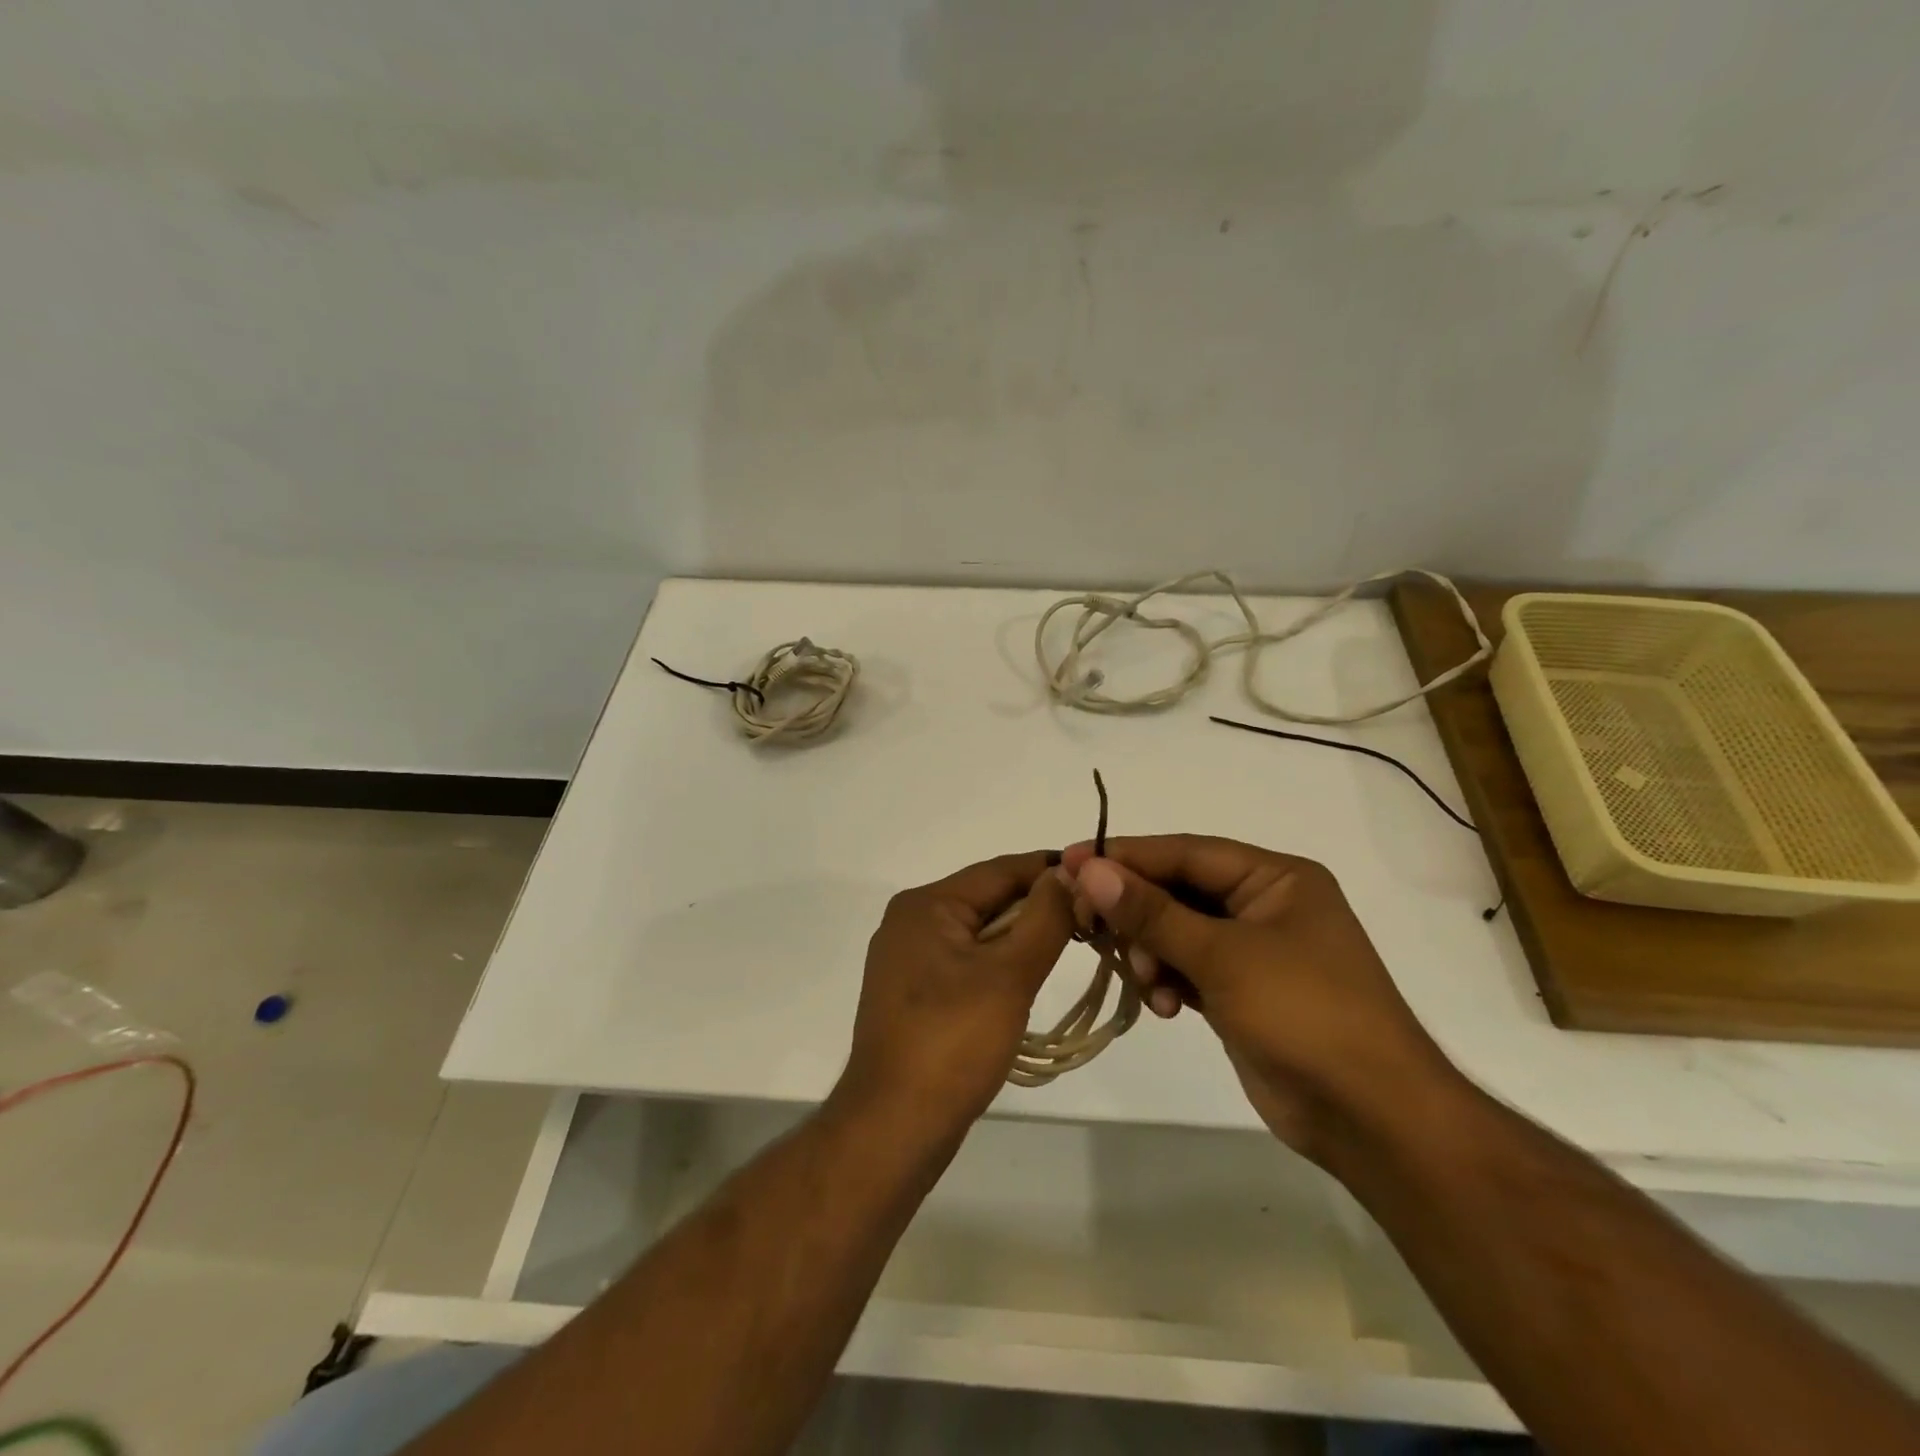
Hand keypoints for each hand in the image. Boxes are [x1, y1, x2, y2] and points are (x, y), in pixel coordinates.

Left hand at [839, 851, 1075, 1131]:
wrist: (894, 1126)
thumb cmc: (953, 1042)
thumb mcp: (1009, 974)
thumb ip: (1044, 917)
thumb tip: (1069, 872)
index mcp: (926, 904)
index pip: (999, 870)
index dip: (1048, 869)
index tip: (1098, 875)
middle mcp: (910, 921)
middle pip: (987, 899)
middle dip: (1037, 906)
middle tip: (1093, 916)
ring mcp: (907, 960)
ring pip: (978, 933)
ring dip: (1021, 937)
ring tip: (1070, 944)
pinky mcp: (912, 994)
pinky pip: (965, 962)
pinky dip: (998, 964)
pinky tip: (1026, 980)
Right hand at [1059, 835, 1459, 1160]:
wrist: (1372, 1119)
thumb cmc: (1305, 1014)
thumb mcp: (1223, 956)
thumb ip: (1152, 912)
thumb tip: (1090, 869)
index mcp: (1275, 878)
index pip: (1185, 852)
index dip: (1125, 855)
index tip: (1069, 862)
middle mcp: (1263, 904)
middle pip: (1177, 890)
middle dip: (1134, 910)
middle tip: (1084, 924)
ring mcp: (1252, 950)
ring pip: (1176, 931)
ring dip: (1151, 952)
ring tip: (1145, 981)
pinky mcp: (1241, 991)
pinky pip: (1186, 968)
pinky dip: (1167, 982)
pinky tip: (1164, 1008)